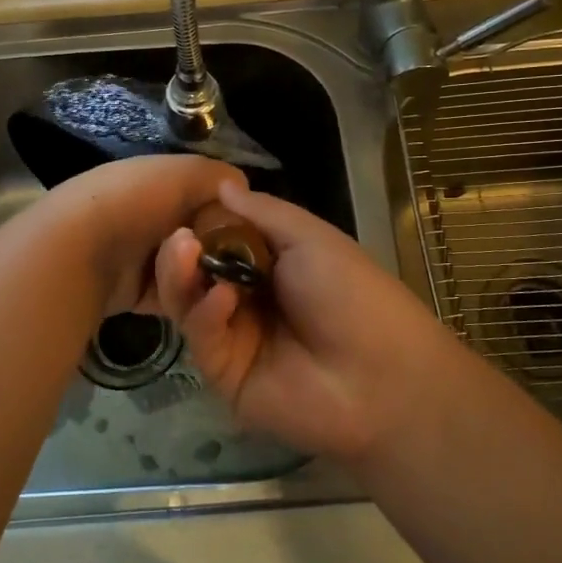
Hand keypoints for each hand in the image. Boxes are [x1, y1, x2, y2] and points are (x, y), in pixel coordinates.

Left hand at [42, 155, 247, 316]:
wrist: (79, 252)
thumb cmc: (134, 202)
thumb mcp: (184, 173)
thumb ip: (220, 177)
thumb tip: (243, 191)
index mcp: (159, 183)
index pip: (210, 198)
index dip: (232, 213)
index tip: (250, 231)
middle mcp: (151, 218)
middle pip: (205, 238)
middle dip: (218, 249)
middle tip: (231, 262)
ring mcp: (143, 258)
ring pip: (193, 271)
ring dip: (198, 274)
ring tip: (198, 274)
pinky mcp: (138, 294)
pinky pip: (176, 297)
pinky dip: (184, 295)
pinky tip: (190, 296)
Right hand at [153, 181, 471, 462]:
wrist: (382, 378)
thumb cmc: (353, 294)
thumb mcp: (311, 239)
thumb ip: (263, 212)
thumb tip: (222, 184)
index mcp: (271, 265)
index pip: (219, 241)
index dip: (200, 225)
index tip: (182, 208)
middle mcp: (247, 299)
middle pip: (196, 273)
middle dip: (182, 252)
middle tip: (178, 237)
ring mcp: (234, 338)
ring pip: (189, 304)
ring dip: (181, 277)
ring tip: (183, 251)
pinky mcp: (224, 375)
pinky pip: (203, 338)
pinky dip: (206, 314)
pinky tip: (222, 299)